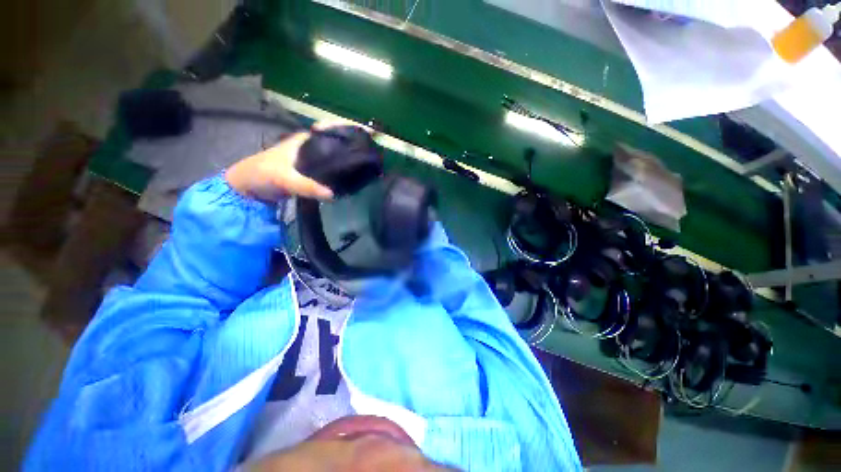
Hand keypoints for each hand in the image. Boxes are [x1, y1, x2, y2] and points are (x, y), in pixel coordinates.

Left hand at [226, 120, 362, 201]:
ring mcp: (311, 160)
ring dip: (350, 158)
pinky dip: (342, 171)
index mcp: (305, 140)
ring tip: (369, 166)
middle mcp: (311, 146)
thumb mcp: (284, 178)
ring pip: (335, 155)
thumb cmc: (262, 174)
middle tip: (374, 153)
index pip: (331, 128)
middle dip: (355, 144)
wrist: (248, 188)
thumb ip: (306, 185)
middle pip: (337, 141)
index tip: (370, 133)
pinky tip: (352, 179)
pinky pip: (331, 168)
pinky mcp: (311, 172)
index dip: (350, 127)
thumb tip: (333, 195)